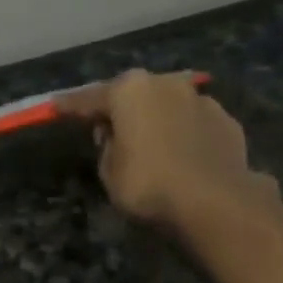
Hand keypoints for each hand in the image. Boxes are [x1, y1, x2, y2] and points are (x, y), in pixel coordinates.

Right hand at [55, 69, 273, 231]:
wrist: (213, 199)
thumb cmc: (148, 184)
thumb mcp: (110, 172)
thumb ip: (108, 148)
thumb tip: (117, 136)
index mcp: (130, 91)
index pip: (90, 98)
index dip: (71, 106)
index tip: (56, 106)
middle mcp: (165, 83)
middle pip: (134, 95)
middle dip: (121, 110)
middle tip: (108, 129)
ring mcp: (201, 99)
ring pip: (168, 106)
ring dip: (156, 120)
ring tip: (149, 144)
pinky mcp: (226, 121)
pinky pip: (193, 125)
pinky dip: (183, 135)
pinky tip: (181, 156)